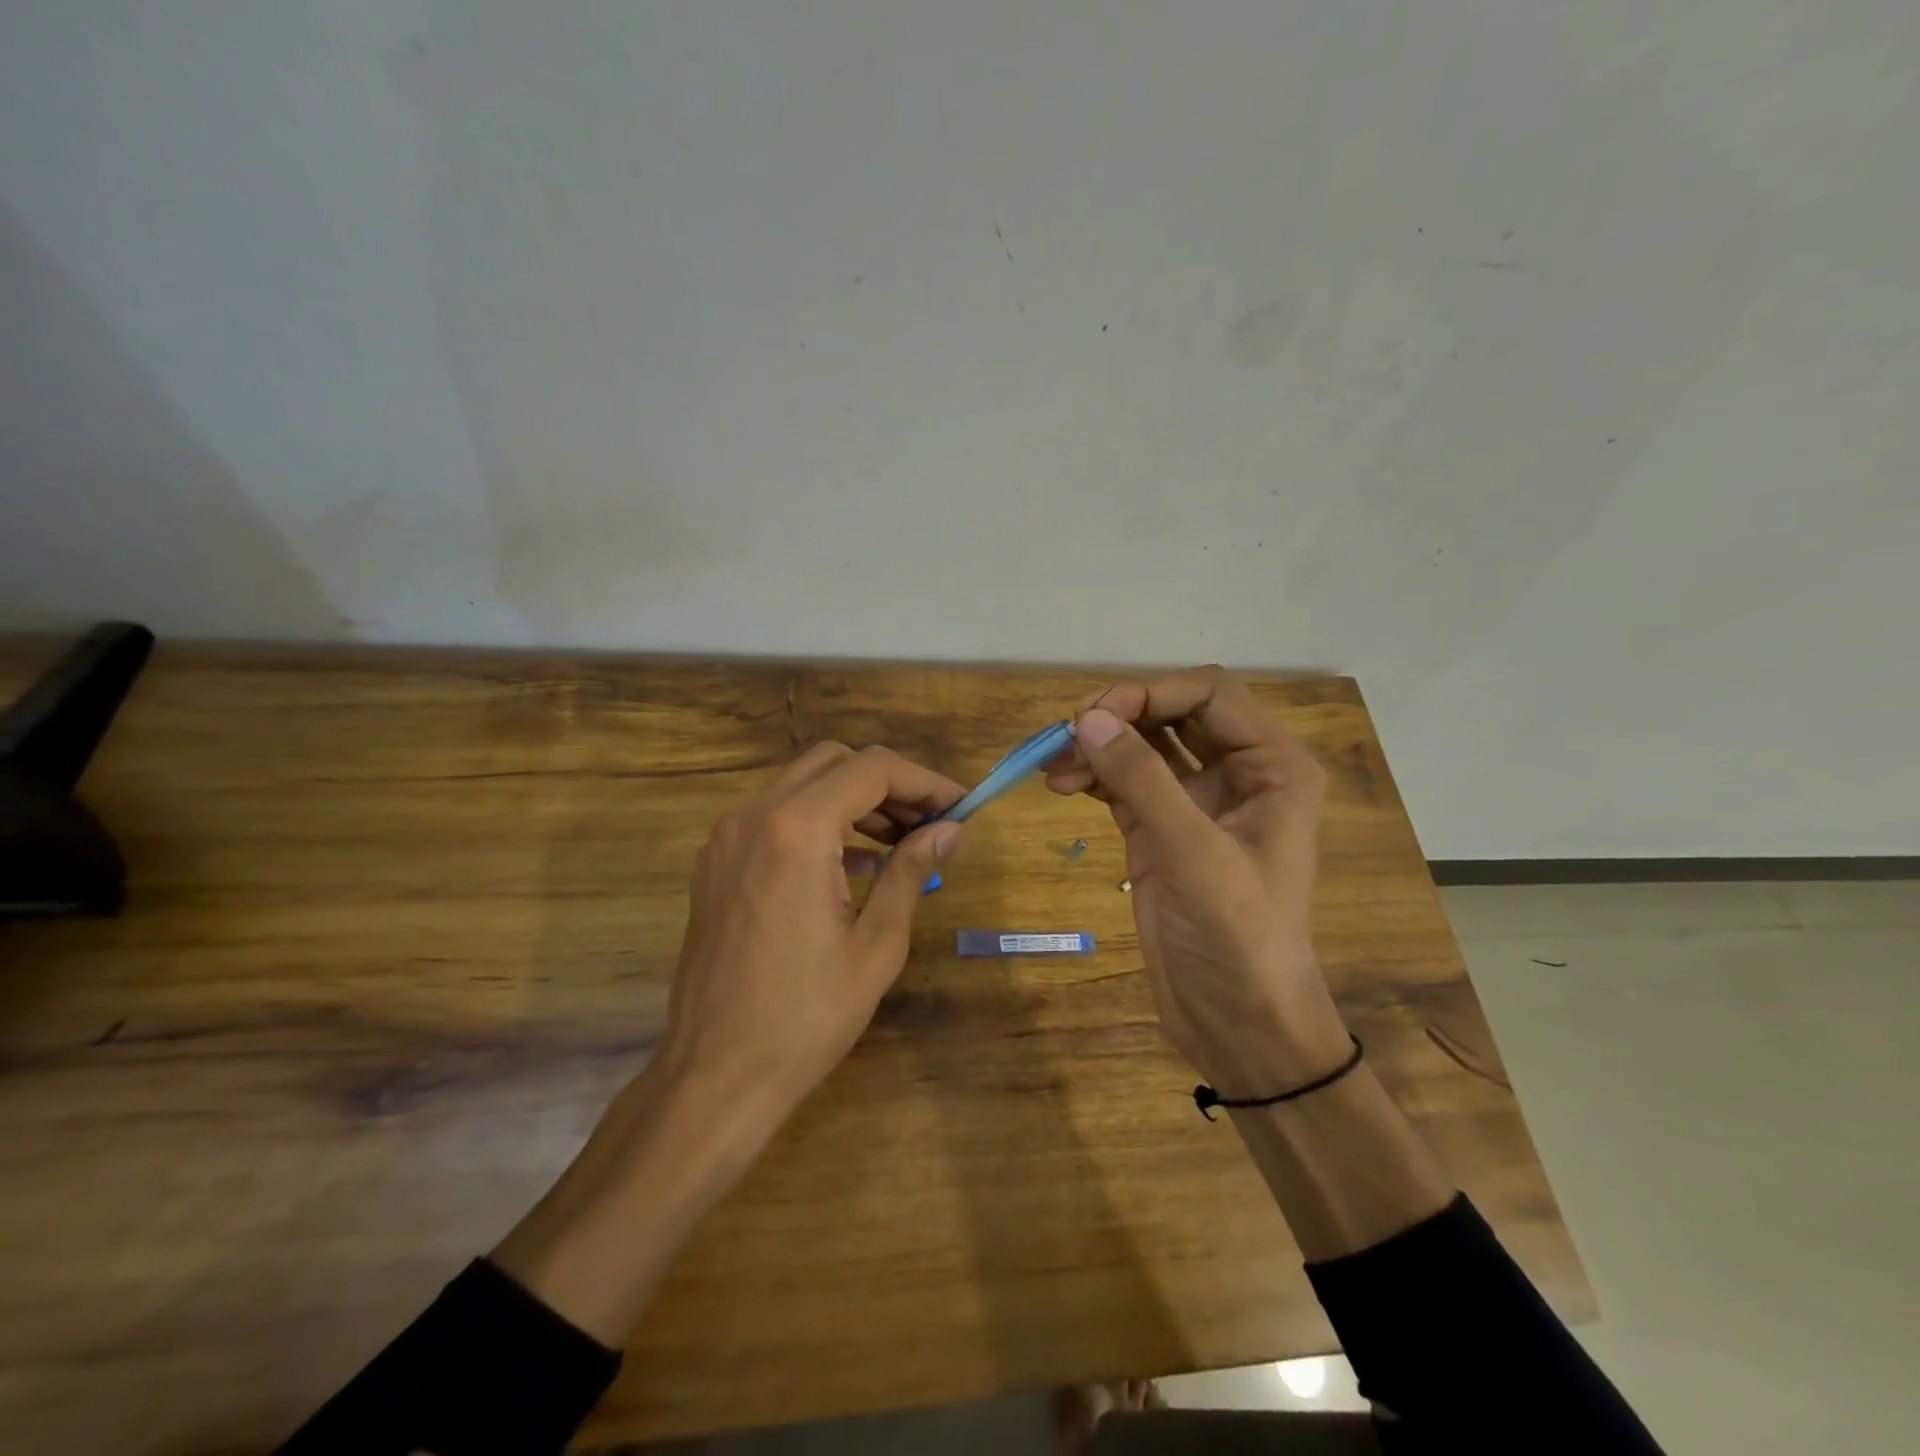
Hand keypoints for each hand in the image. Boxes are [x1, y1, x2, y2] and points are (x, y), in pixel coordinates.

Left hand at [656, 742, 966, 1122]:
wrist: (715, 1076)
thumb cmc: (806, 1016)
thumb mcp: (877, 944)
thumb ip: (911, 872)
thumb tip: (950, 829)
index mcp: (796, 830)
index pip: (872, 769)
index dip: (924, 781)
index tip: (960, 807)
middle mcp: (753, 816)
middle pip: (833, 762)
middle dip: (888, 783)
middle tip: (929, 822)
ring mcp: (726, 838)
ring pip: (801, 784)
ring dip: (852, 799)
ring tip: (898, 842)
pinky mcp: (714, 863)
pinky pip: (774, 816)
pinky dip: (818, 820)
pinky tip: (850, 864)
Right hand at [1046, 667, 1349, 1095]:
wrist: (1239, 1023)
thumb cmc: (1239, 936)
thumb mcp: (1194, 853)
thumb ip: (1142, 780)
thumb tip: (1086, 718)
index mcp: (1272, 766)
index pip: (1210, 693)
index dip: (1152, 691)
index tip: (1096, 715)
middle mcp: (1237, 773)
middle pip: (1172, 712)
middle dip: (1120, 715)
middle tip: (1068, 734)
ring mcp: (1194, 803)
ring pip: (1142, 746)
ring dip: (1098, 746)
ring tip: (1054, 766)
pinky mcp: (1158, 831)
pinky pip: (1123, 783)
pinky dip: (1092, 776)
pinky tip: (1061, 784)